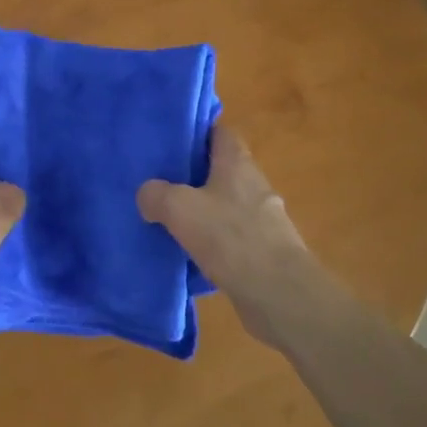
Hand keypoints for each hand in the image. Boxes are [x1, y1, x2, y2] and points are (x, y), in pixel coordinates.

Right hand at [138, 125, 319, 345]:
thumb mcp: (178, 208)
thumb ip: (156, 194)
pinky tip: (190, 253)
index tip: (171, 139)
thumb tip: (147, 195)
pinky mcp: (264, 251)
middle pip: (221, 169)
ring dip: (203, 210)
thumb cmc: (229, 237)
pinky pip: (232, 237)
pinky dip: (213, 241)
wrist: (279, 294)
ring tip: (169, 218)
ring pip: (226, 205)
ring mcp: (263, 220)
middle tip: (160, 180)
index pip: (220, 132)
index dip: (197, 132)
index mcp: (237, 163)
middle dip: (194, 174)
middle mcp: (254, 185)